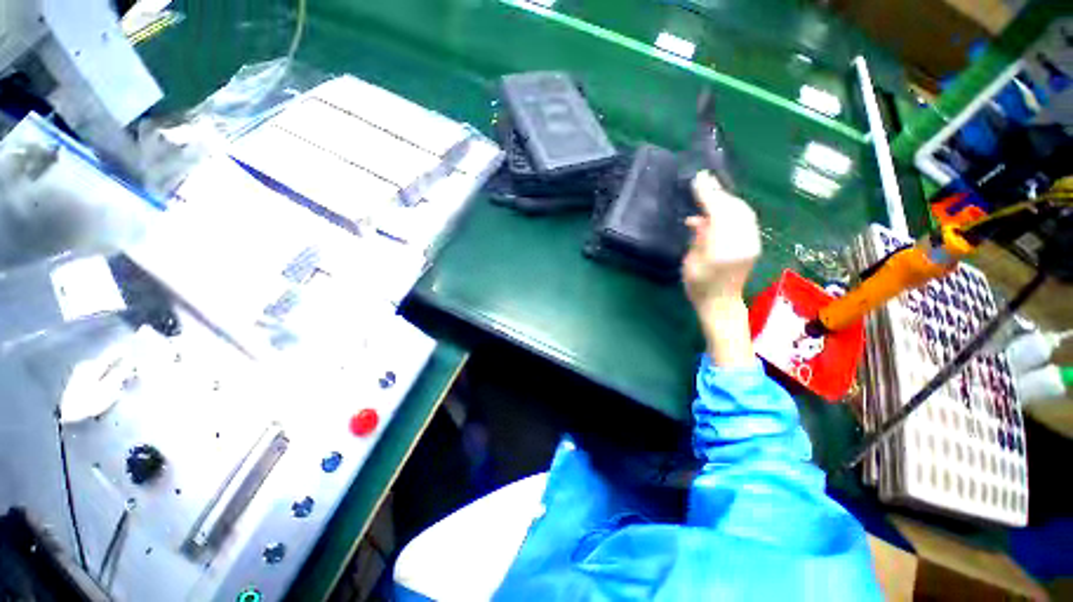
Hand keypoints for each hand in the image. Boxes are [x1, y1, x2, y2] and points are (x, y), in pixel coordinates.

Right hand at [683, 171, 761, 306]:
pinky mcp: (754, 243)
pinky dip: (732, 209)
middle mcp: (743, 243)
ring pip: (742, 211)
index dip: (708, 195)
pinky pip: (745, 219)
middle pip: (734, 208)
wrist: (721, 303)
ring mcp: (752, 242)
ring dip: (726, 199)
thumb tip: (697, 219)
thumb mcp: (690, 262)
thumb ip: (697, 238)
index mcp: (722, 249)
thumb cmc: (698, 286)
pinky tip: (718, 210)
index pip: (718, 213)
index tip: (698, 178)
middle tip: (703, 179)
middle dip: (719, 192)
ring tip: (710, 191)